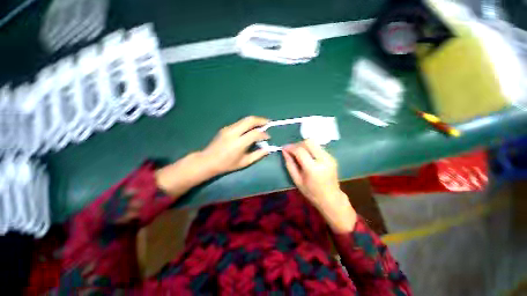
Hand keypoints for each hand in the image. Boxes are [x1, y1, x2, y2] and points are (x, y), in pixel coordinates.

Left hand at [156, 116, 269, 196]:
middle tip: (268, 123)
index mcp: (239, 143)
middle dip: (261, 120)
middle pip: (250, 120)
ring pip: (244, 119)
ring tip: (262, 124)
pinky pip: (240, 122)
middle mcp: (234, 132)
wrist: (208, 160)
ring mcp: (228, 128)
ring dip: (255, 120)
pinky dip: (248, 123)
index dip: (264, 134)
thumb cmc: (227, 164)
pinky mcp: (226, 128)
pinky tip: (251, 128)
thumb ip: (257, 155)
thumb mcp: (244, 162)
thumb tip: (268, 149)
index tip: (268, 137)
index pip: (255, 133)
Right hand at [282, 140, 356, 232]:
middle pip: (309, 142)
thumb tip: (284, 151)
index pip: (300, 151)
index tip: (284, 148)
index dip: (290, 147)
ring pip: (314, 143)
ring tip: (298, 153)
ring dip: (304, 145)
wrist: (331, 198)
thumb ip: (289, 164)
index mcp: (313, 169)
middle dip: (298, 144)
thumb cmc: (311, 192)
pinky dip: (310, 148)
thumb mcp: (297, 180)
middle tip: (292, 151)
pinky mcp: (332, 157)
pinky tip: (307, 156)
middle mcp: (323, 160)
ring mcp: (329, 157)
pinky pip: (318, 147)